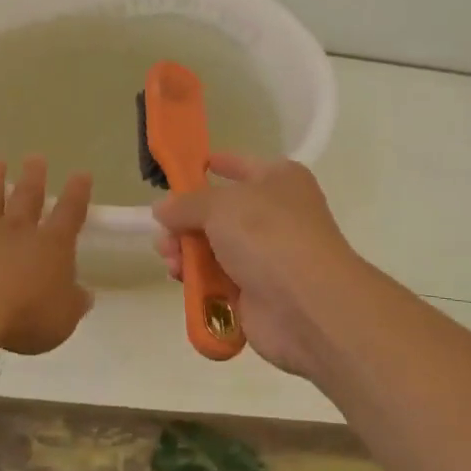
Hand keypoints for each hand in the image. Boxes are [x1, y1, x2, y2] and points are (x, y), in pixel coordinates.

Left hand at [0, 157, 94, 354]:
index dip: (78, 194)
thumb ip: (73, 304)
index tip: (81, 174)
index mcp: (51, 247)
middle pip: (28, 197)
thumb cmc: (22, 317)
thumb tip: (85, 295)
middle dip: (34, 177)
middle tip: (35, 158)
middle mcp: (18, 230)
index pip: (70, 214)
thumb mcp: (61, 321)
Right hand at [152, 153, 369, 378]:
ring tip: (169, 258)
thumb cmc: (268, 236)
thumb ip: (185, 203)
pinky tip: (180, 279)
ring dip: (186, 252)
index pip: (239, 165)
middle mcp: (275, 214)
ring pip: (214, 248)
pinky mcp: (257, 292)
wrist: (307, 306)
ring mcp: (267, 255)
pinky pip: (218, 280)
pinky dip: (198, 279)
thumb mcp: (219, 205)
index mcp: (278, 180)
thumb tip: (163, 208)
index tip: (178, 174)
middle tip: (164, 233)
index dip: (210, 166)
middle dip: (185, 221)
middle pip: (218, 212)